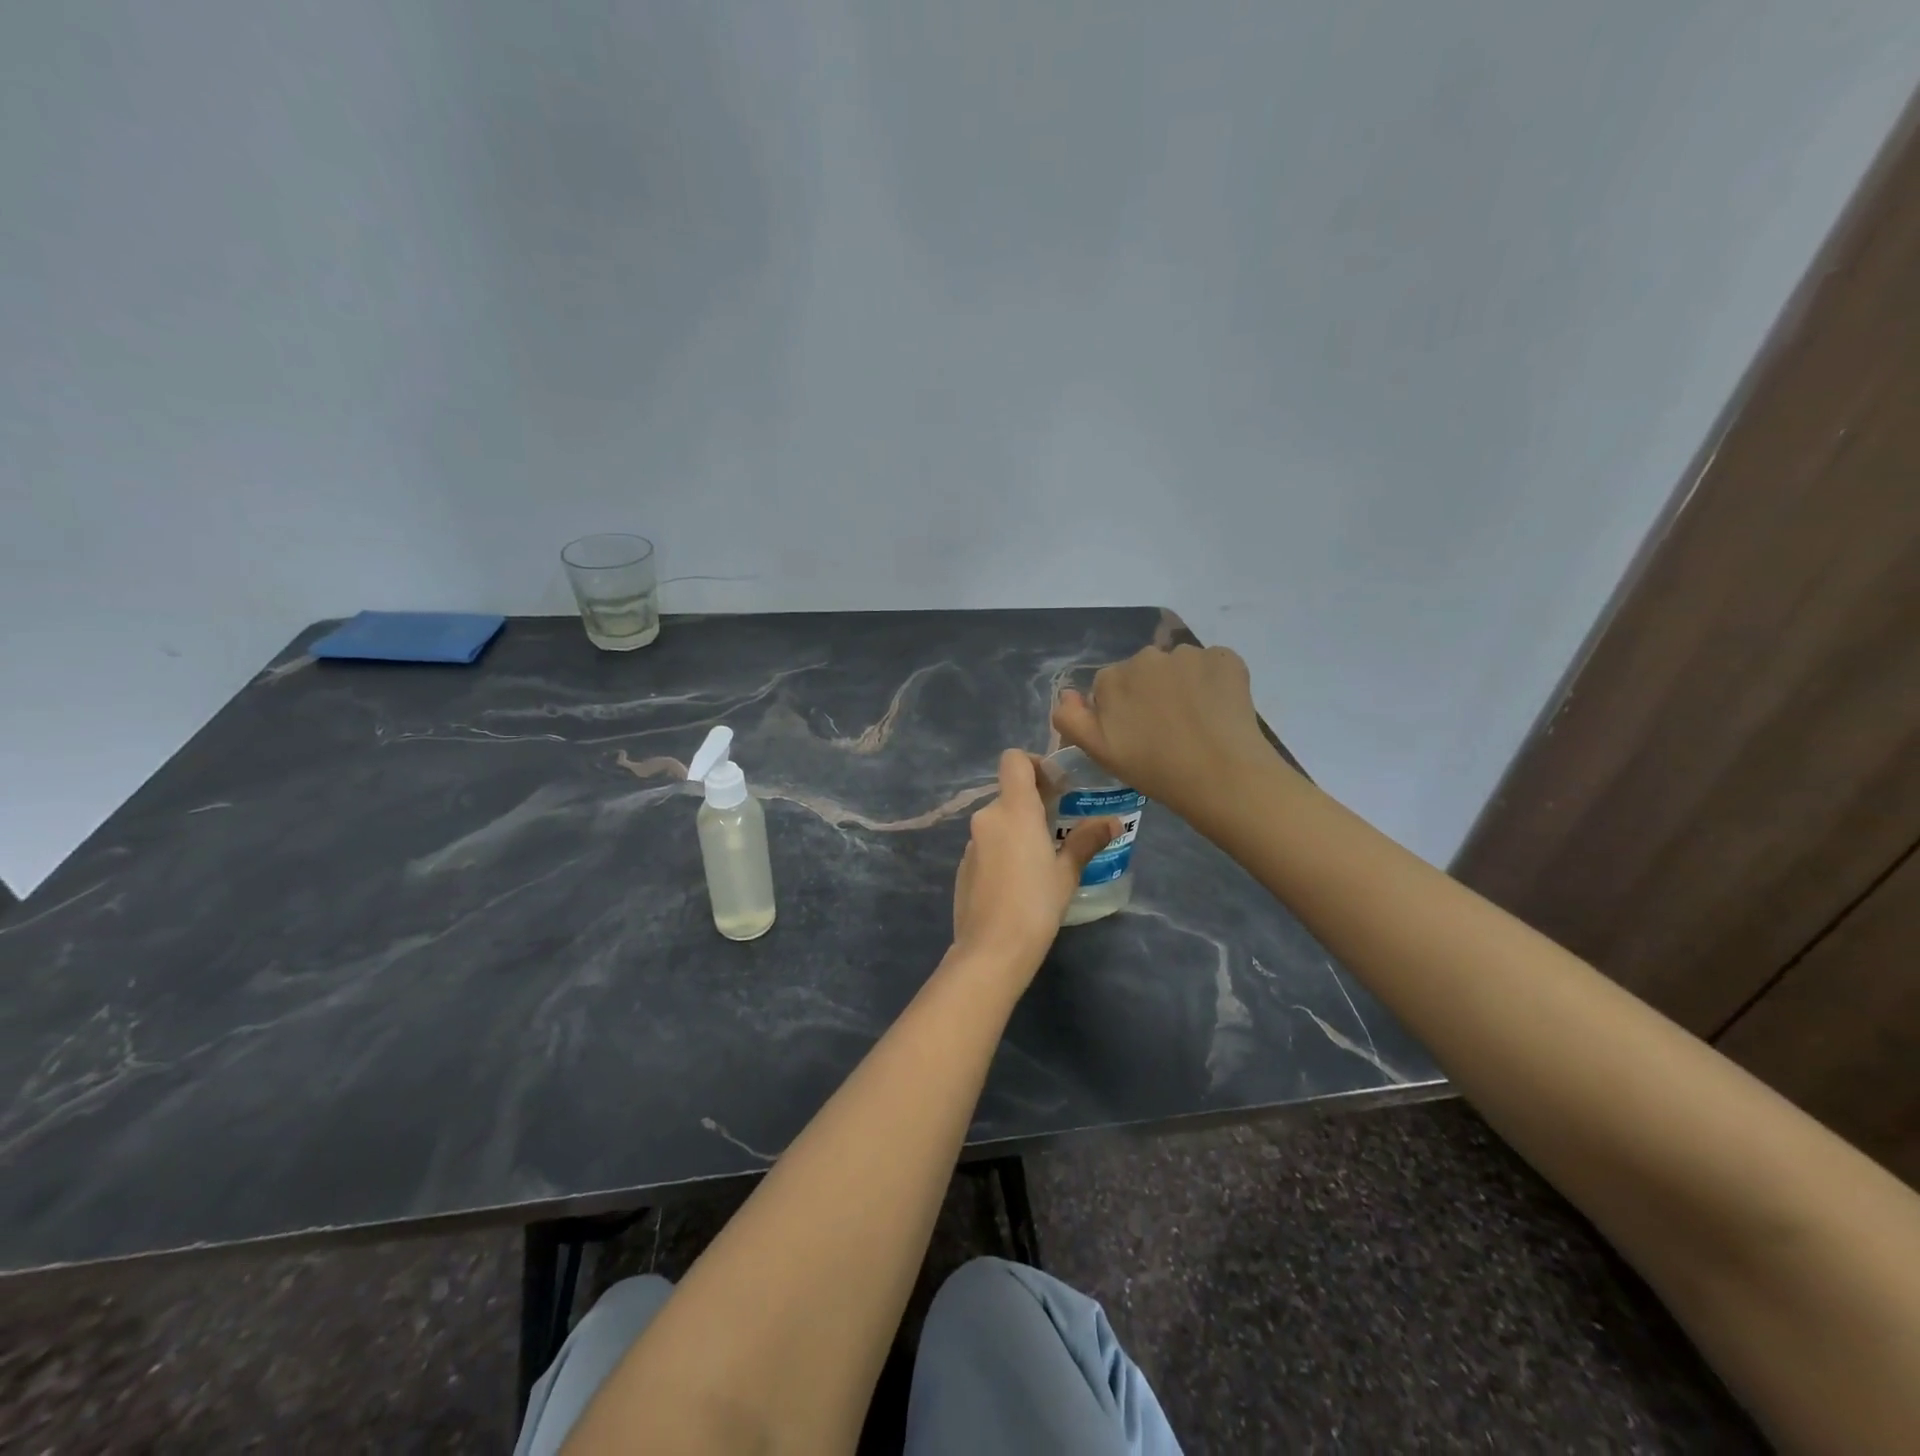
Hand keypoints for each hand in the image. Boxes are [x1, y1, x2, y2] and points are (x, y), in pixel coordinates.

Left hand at [952, 750, 1116, 976]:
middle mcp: (987, 818)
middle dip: (1033, 804)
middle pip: (1009, 793)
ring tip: (1043, 859)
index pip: (1014, 760)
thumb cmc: (1036, 904)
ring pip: (998, 822)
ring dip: (1018, 830)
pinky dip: (1003, 851)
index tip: (1056, 786)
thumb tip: (1113, 821)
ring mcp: (971, 843)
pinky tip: (1019, 882)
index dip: (1034, 764)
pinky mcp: (963, 866)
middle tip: (1060, 827)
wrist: (991, 949)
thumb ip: (1086, 841)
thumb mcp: (1067, 872)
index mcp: (1014, 810)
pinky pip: (987, 845)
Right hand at [1051, 644, 1282, 829]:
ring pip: (1178, 668)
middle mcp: (1147, 656)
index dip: (1121, 711)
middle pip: (1144, 672)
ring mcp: (1189, 654)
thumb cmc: (1154, 769)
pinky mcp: (1225, 658)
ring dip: (1182, 686)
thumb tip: (1067, 693)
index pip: (1109, 686)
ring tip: (1196, 722)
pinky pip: (1212, 666)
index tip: (1136, 735)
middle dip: (1150, 693)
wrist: (1221, 775)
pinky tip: (1219, 712)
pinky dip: (1213, 682)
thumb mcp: (1099, 752)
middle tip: (1166, 731)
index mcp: (1112, 677)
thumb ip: (1071, 719)